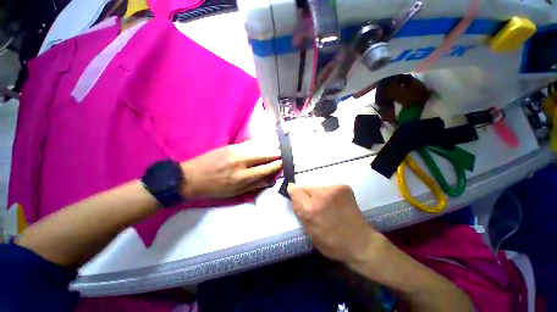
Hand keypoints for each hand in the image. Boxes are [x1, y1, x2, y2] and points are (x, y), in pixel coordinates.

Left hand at [180, 141, 282, 198]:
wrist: (191, 178)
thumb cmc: (214, 189)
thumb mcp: (235, 193)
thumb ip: (254, 186)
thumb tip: (269, 180)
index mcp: (243, 177)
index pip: (266, 168)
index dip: (277, 165)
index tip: (283, 162)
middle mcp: (242, 162)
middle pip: (265, 154)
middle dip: (275, 153)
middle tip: (282, 154)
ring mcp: (235, 151)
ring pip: (258, 146)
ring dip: (268, 148)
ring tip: (274, 150)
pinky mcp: (230, 146)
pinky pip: (249, 144)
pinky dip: (258, 145)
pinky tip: (261, 147)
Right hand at [287, 184, 380, 263]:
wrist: (360, 243)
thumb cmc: (332, 243)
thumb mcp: (309, 232)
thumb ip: (299, 211)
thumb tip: (292, 193)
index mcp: (310, 209)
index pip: (295, 191)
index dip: (294, 192)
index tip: (295, 195)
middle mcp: (321, 195)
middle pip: (306, 187)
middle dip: (306, 195)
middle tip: (314, 206)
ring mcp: (334, 189)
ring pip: (317, 187)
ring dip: (317, 194)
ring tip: (326, 205)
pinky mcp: (343, 187)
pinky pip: (328, 187)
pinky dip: (328, 194)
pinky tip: (335, 203)